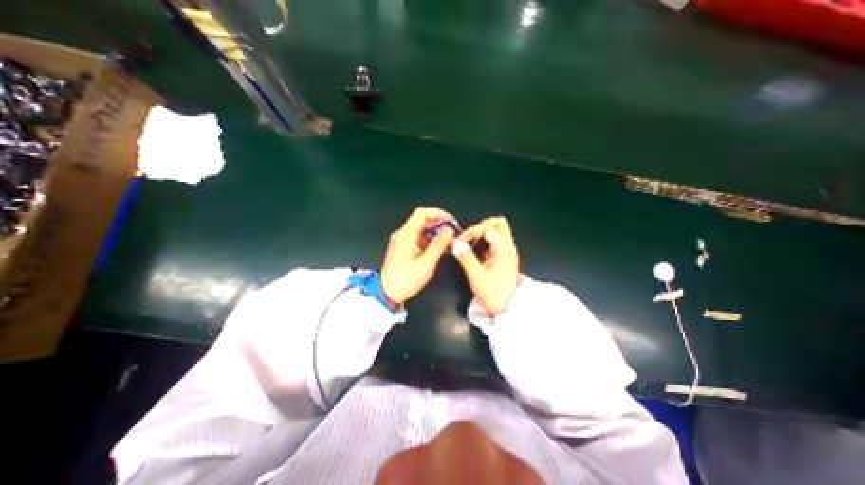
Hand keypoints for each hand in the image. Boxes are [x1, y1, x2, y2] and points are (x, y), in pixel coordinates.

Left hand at [381, 206, 455, 304]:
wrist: (388, 294)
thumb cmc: (406, 280)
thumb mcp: (426, 263)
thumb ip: (438, 245)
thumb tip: (449, 231)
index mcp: (406, 235)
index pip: (422, 213)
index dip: (438, 213)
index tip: (451, 221)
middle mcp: (403, 234)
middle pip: (422, 220)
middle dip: (439, 223)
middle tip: (453, 232)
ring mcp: (402, 240)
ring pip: (421, 229)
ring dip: (436, 232)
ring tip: (450, 240)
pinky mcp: (403, 247)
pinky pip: (418, 238)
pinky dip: (430, 240)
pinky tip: (441, 247)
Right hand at [454, 217, 519, 316]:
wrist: (507, 309)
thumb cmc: (492, 293)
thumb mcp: (476, 275)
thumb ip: (465, 256)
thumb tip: (455, 243)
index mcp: (503, 249)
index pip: (488, 228)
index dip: (472, 231)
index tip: (460, 241)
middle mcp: (508, 247)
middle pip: (499, 224)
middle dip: (482, 225)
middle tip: (469, 236)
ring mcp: (508, 252)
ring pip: (499, 231)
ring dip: (484, 232)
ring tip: (471, 242)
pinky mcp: (505, 258)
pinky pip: (497, 241)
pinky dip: (486, 240)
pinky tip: (476, 250)